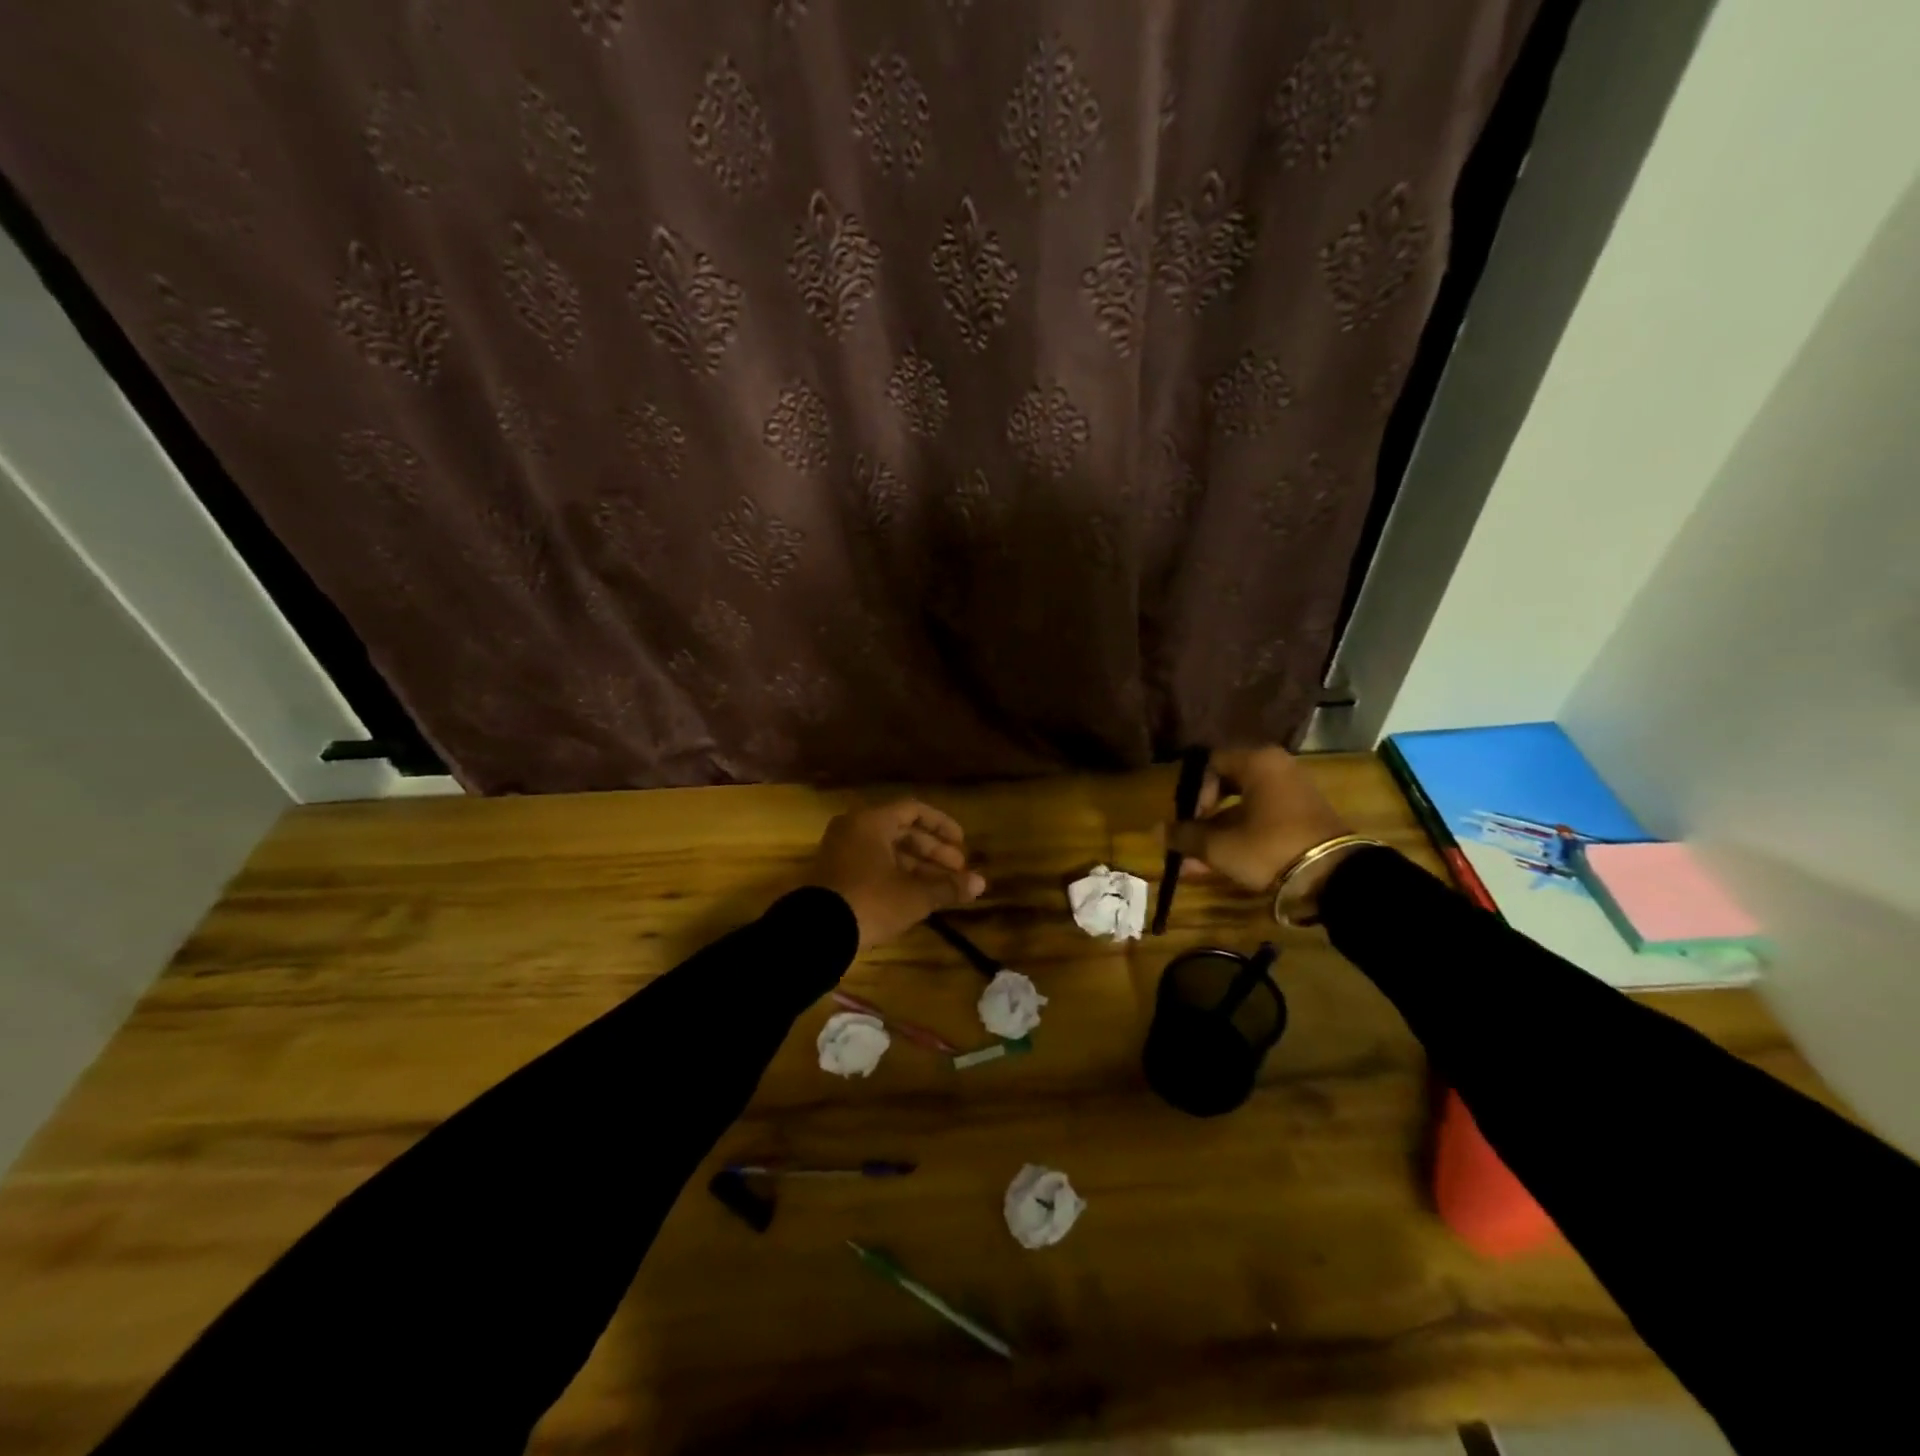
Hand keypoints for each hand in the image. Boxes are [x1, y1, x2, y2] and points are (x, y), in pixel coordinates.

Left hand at [805, 800, 986, 950]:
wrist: (816, 934)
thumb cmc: (870, 902)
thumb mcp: (914, 896)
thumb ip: (948, 886)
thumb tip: (981, 883)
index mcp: (871, 822)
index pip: (914, 810)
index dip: (942, 826)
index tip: (962, 844)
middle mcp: (854, 829)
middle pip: (901, 831)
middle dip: (933, 851)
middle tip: (957, 871)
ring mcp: (840, 852)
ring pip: (887, 851)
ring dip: (917, 867)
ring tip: (943, 888)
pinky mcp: (834, 876)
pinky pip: (872, 865)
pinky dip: (896, 876)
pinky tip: (916, 896)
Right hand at [1165, 746, 1353, 901]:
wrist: (1334, 878)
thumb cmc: (1269, 847)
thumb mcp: (1220, 845)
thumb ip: (1186, 835)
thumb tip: (1158, 832)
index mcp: (1257, 761)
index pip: (1210, 762)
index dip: (1192, 791)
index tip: (1188, 819)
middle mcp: (1276, 768)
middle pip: (1225, 785)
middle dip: (1201, 816)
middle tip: (1188, 837)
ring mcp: (1292, 793)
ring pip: (1241, 808)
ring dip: (1216, 833)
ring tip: (1195, 863)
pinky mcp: (1302, 818)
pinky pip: (1260, 820)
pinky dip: (1239, 838)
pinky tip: (1218, 865)